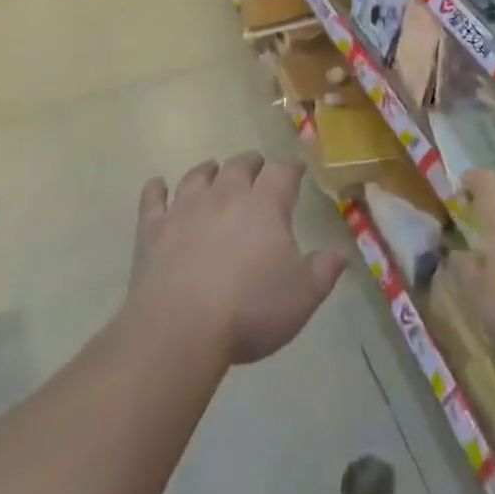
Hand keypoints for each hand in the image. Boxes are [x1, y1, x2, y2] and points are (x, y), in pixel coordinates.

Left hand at [128, 152, 347, 367]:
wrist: (180, 329)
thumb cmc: (248, 311)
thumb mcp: (301, 298)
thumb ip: (323, 272)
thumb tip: (341, 255)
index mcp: (266, 205)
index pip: (283, 173)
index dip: (292, 169)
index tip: (296, 171)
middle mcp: (227, 194)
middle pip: (240, 164)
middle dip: (251, 164)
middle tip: (257, 169)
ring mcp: (186, 207)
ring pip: (198, 175)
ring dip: (208, 171)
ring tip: (213, 172)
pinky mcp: (153, 228)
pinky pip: (153, 198)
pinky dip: (156, 190)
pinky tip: (157, 187)